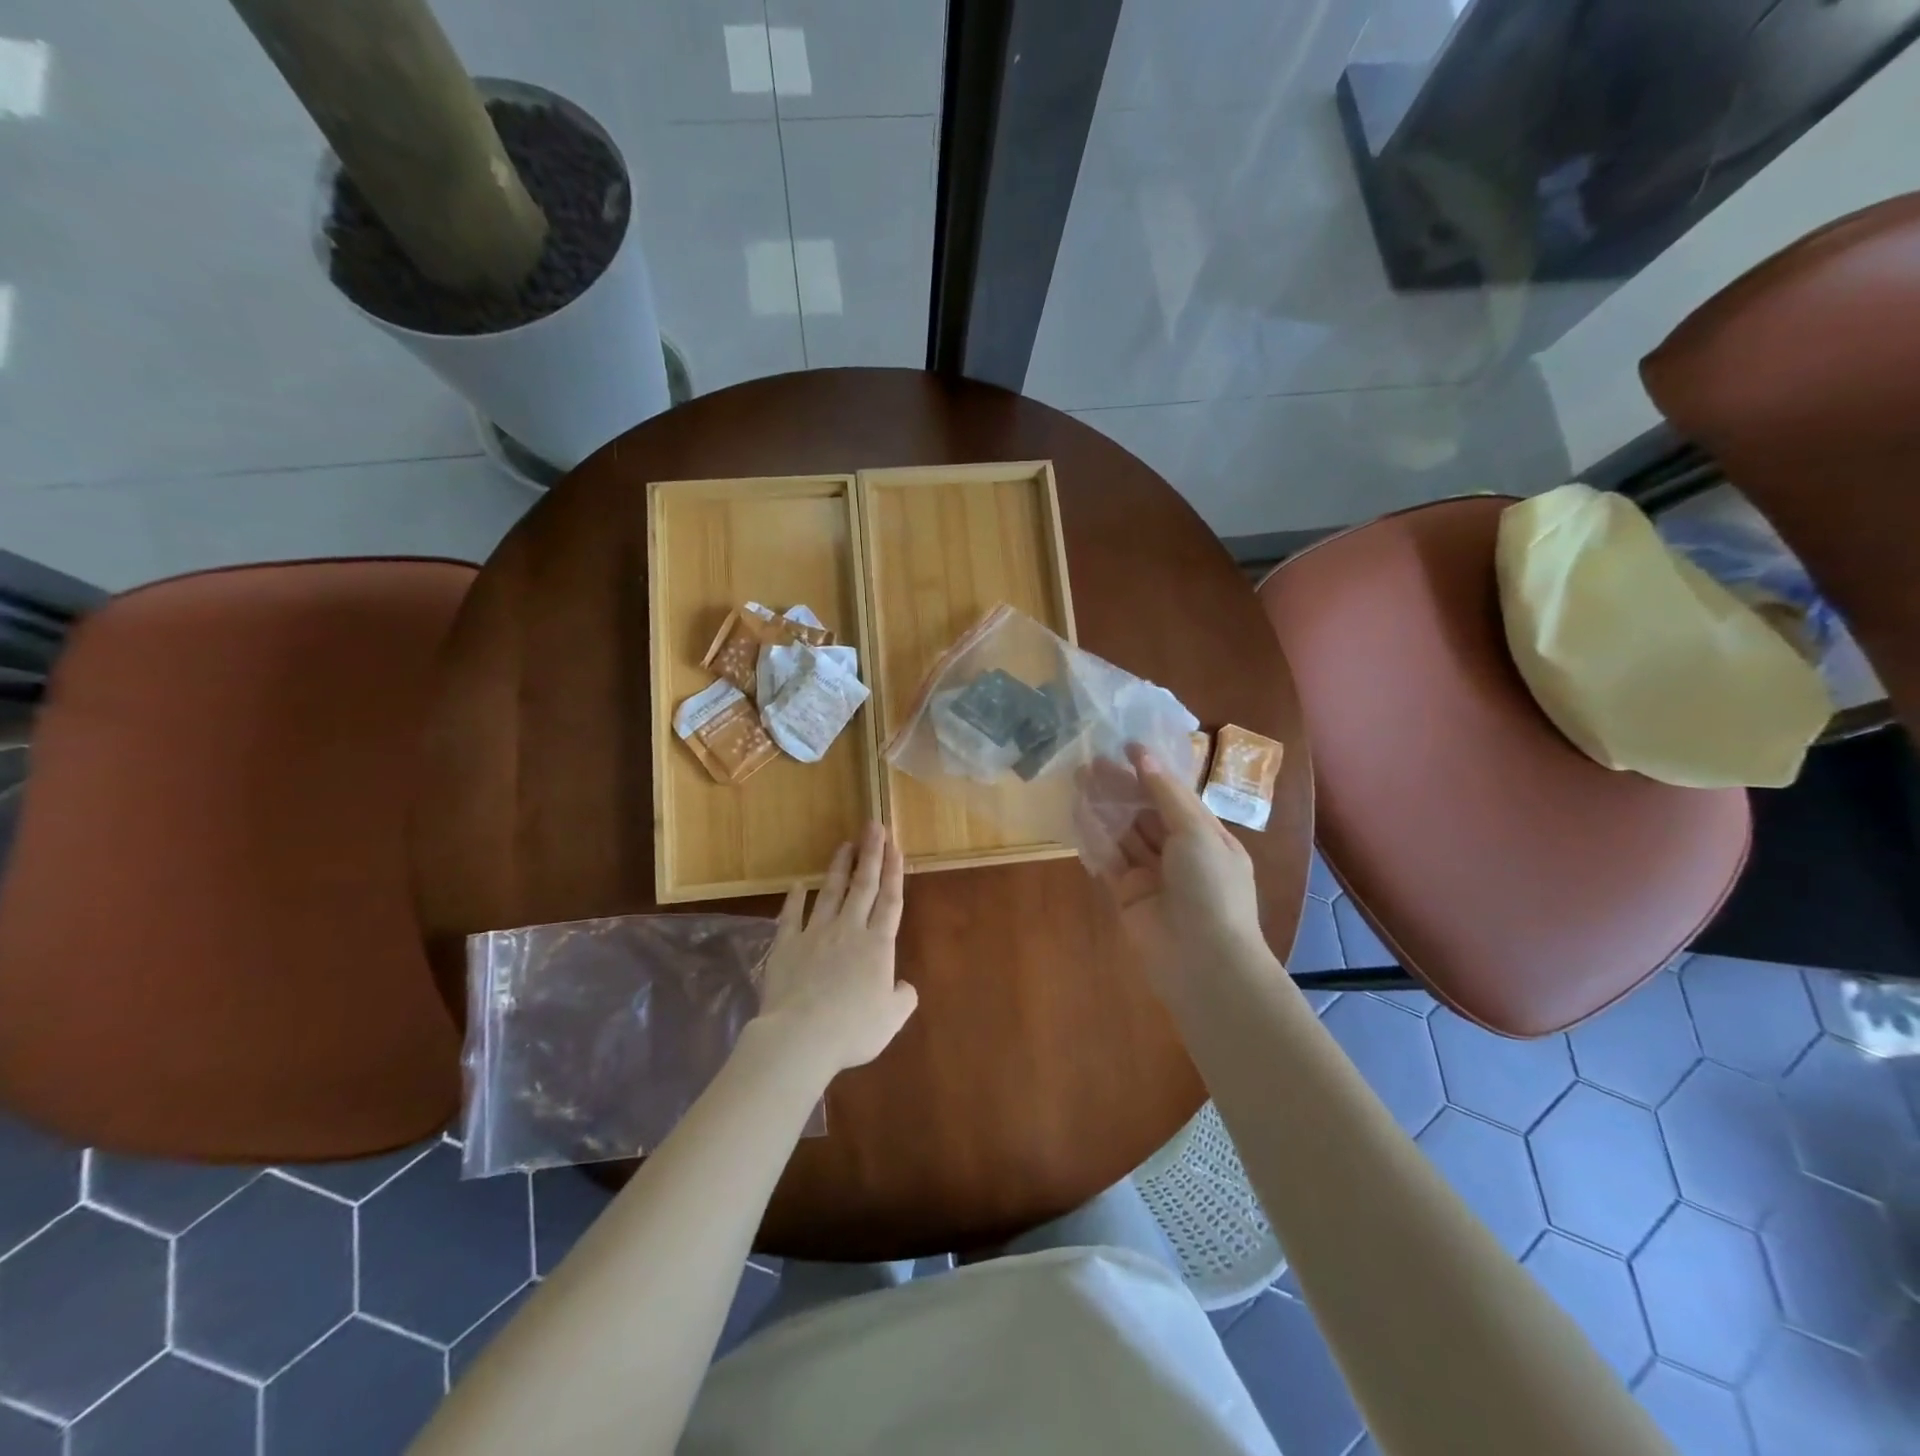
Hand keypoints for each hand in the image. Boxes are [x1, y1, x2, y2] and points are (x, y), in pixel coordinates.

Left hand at [756, 821, 918, 1074]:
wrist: (801, 1036)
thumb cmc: (853, 1029)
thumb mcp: (891, 1018)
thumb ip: (903, 998)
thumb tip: (904, 986)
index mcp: (877, 945)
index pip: (890, 901)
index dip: (894, 872)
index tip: (895, 846)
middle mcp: (849, 930)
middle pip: (863, 886)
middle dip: (870, 854)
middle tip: (873, 826)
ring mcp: (815, 934)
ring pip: (831, 892)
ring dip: (839, 867)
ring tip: (844, 844)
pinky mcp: (787, 945)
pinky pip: (791, 916)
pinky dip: (795, 899)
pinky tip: (797, 885)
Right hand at [1101, 743, 1264, 995]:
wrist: (1204, 961)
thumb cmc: (1211, 889)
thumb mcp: (1197, 833)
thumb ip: (1166, 795)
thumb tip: (1143, 757)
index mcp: (1207, 838)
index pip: (1175, 797)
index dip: (1151, 771)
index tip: (1125, 746)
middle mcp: (1180, 855)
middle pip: (1145, 814)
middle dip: (1121, 788)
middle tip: (1090, 763)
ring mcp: (1153, 877)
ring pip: (1125, 835)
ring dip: (1104, 809)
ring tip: (1078, 781)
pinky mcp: (1127, 896)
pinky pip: (1109, 861)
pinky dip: (1095, 839)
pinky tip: (1078, 815)